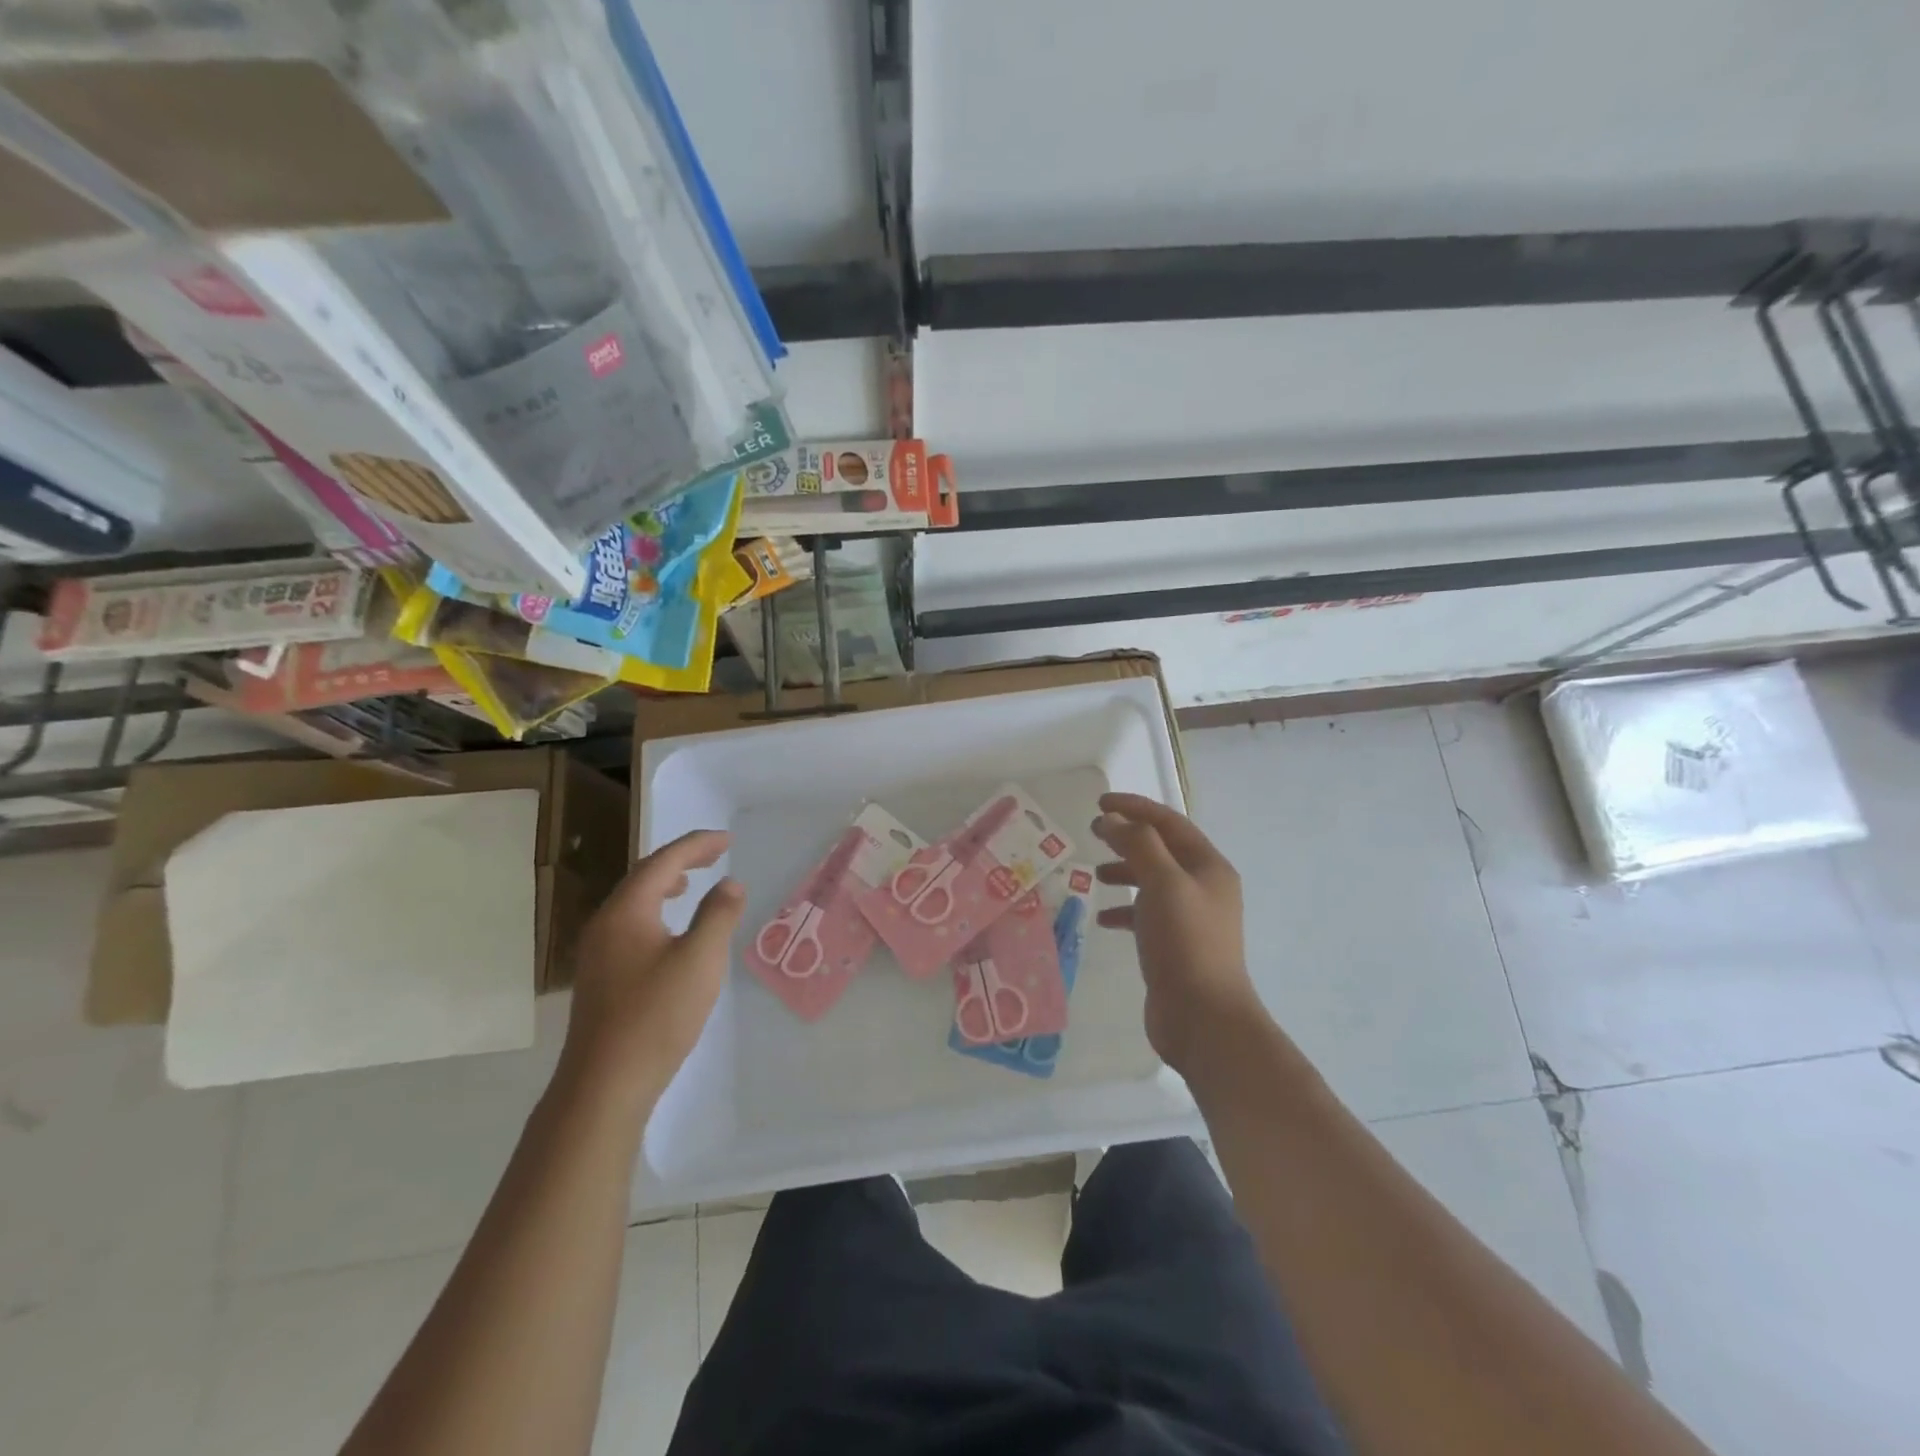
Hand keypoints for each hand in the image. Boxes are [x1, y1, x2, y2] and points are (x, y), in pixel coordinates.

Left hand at [559, 830, 744, 1109]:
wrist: (605, 1084)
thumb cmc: (657, 1015)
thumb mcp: (701, 959)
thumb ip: (718, 915)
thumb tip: (730, 883)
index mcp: (626, 911)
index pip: (663, 862)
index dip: (697, 846)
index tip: (728, 840)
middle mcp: (605, 923)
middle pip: (643, 877)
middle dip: (681, 860)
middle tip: (715, 854)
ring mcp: (597, 952)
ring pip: (633, 902)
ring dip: (665, 884)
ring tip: (690, 883)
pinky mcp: (600, 976)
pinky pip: (630, 924)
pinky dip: (654, 911)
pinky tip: (669, 931)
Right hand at [1091, 792, 1266, 1074]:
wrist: (1203, 1017)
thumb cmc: (1185, 941)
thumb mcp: (1162, 882)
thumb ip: (1138, 844)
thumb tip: (1114, 820)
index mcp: (1208, 866)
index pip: (1168, 822)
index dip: (1134, 807)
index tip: (1100, 803)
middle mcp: (1203, 887)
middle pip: (1161, 849)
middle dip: (1127, 838)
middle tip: (1094, 832)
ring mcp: (1191, 918)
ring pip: (1152, 882)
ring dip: (1124, 872)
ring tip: (1096, 875)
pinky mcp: (1175, 945)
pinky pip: (1146, 915)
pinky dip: (1124, 910)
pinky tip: (1103, 918)